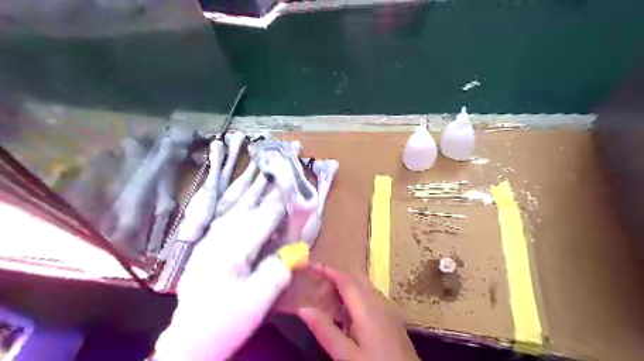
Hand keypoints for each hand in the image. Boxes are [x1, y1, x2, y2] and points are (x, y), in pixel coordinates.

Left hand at [153, 181, 292, 360]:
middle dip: (260, 192)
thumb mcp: (257, 302)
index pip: (260, 221)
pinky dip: (232, 208)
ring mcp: (206, 244)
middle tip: (275, 175)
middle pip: (243, 210)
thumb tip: (295, 253)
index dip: (277, 203)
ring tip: (257, 180)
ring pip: (229, 213)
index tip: (290, 185)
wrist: (188, 342)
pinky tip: (237, 204)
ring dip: (245, 196)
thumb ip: (277, 272)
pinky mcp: (203, 250)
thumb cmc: (224, 322)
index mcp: (230, 252)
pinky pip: (221, 221)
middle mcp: (216, 241)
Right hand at [300, 262, 420, 360]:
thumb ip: (326, 331)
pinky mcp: (391, 318)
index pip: (345, 280)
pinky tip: (347, 317)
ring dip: (345, 288)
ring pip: (363, 288)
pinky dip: (354, 299)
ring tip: (327, 301)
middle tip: (315, 287)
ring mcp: (388, 309)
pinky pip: (369, 298)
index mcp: (367, 308)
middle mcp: (379, 302)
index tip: (311, 266)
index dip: (327, 271)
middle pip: (355, 280)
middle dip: (335, 278)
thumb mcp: (347, 356)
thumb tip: (303, 309)